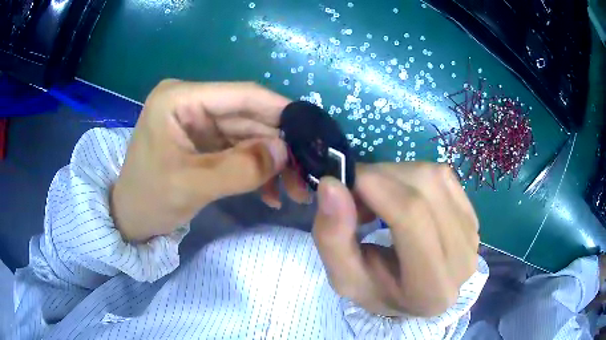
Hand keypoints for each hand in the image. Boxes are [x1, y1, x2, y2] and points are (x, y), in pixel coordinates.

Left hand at [111, 80, 308, 241]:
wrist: (130, 219)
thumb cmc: (149, 199)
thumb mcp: (191, 186)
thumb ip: (239, 168)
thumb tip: (284, 151)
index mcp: (180, 99)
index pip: (240, 95)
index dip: (279, 110)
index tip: (313, 129)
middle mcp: (192, 103)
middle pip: (248, 117)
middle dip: (279, 145)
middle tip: (306, 172)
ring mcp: (200, 123)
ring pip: (249, 136)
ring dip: (272, 162)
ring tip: (295, 189)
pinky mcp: (205, 142)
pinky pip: (239, 150)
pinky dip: (257, 170)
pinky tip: (271, 193)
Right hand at [312, 162, 478, 316]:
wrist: (412, 293)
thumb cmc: (377, 289)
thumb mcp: (343, 275)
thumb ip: (332, 237)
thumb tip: (331, 183)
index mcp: (431, 289)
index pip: (411, 217)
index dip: (375, 186)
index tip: (343, 180)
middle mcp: (463, 261)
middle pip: (424, 191)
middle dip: (381, 178)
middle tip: (355, 192)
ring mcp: (473, 236)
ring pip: (434, 178)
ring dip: (396, 176)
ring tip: (377, 198)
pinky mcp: (473, 216)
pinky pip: (443, 177)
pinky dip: (413, 177)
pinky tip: (401, 196)